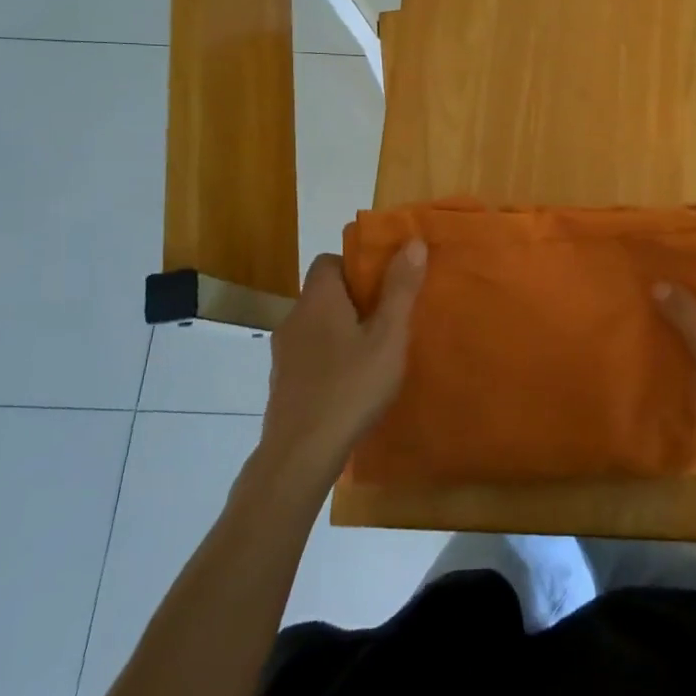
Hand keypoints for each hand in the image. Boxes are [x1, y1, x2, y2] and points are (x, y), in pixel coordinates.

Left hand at [255, 241, 426, 487]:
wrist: (301, 454)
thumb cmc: (351, 387)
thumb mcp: (388, 337)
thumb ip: (400, 289)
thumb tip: (412, 241)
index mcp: (318, 300)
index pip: (329, 261)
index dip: (357, 265)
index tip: (385, 282)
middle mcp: (294, 319)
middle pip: (324, 293)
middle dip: (356, 299)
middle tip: (390, 316)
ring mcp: (284, 354)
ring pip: (317, 325)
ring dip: (343, 329)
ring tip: (376, 350)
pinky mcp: (283, 383)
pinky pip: (310, 354)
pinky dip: (331, 357)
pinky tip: (353, 381)